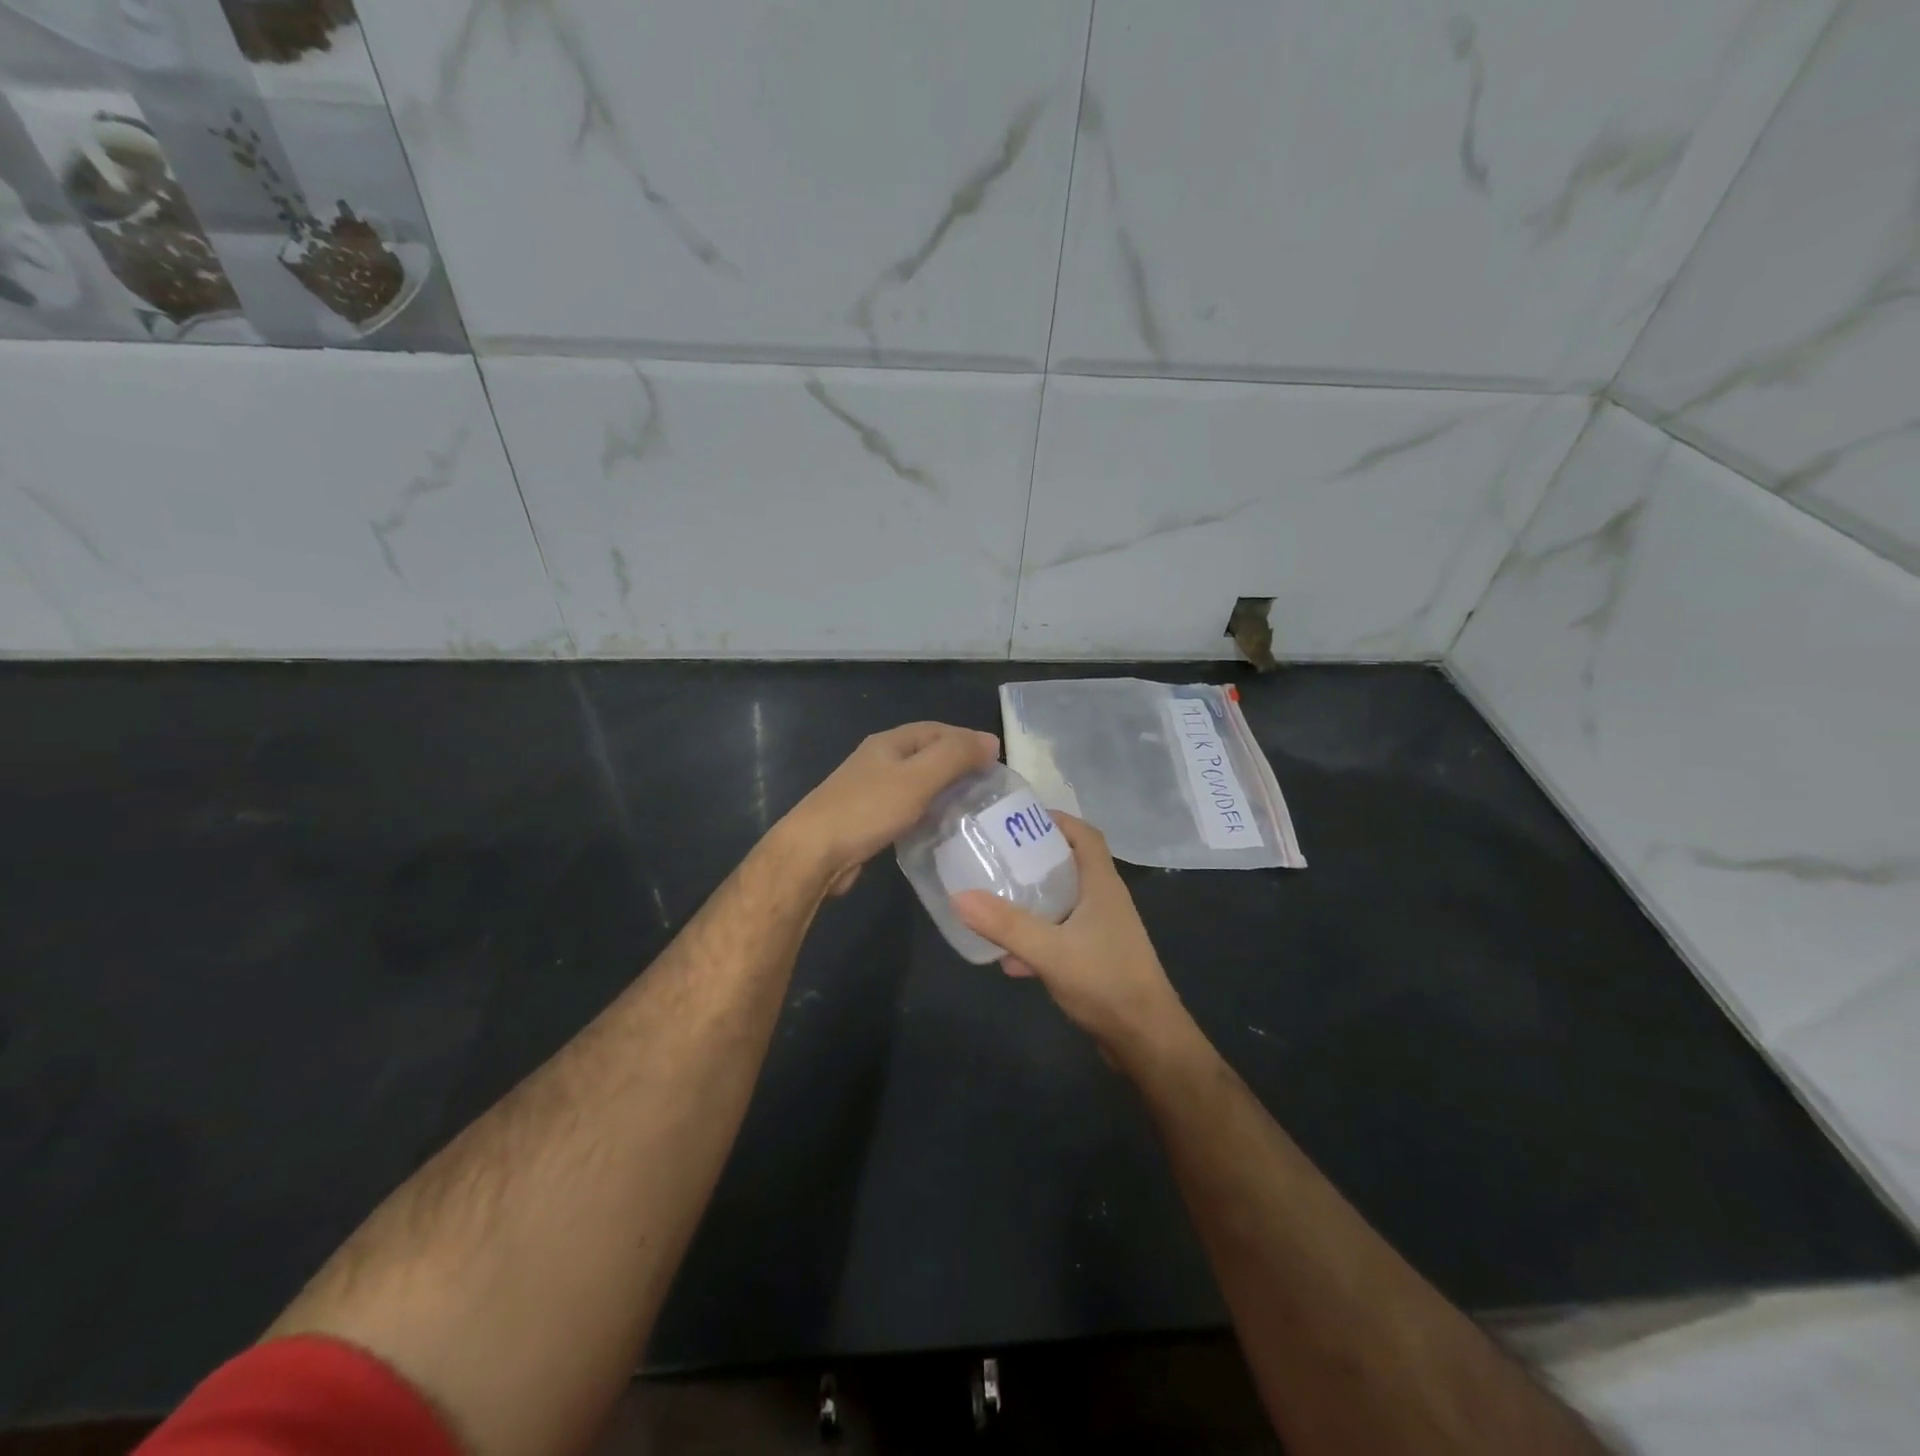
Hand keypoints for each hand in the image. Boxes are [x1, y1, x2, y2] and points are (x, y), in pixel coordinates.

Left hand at [779, 722, 999, 895]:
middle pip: (926, 754)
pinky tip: (941, 826)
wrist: (813, 852)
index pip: (936, 730)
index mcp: (889, 743)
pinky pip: (907, 807)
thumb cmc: (867, 809)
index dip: (967, 739)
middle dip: (958, 764)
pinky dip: (928, 811)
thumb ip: (954, 756)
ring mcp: (870, 791)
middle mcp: (879, 761)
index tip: (997, 758)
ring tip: (972, 805)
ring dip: (944, 789)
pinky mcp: (867, 819)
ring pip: (917, 782)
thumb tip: (989, 741)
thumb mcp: (918, 778)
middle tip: (989, 784)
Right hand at [951, 814, 1188, 1062]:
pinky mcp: (1096, 959)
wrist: (1145, 1040)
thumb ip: (1006, 924)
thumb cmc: (1105, 982)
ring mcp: (1102, 931)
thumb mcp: (1050, 950)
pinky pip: (1062, 936)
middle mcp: (1105, 901)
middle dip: (1035, 859)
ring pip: (1064, 903)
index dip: (1057, 820)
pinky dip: (1037, 940)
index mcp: (1103, 884)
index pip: (1085, 835)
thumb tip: (959, 895)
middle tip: (997, 856)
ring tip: (995, 900)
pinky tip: (1009, 960)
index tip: (1019, 819)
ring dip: (1034, 901)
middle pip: (1070, 865)